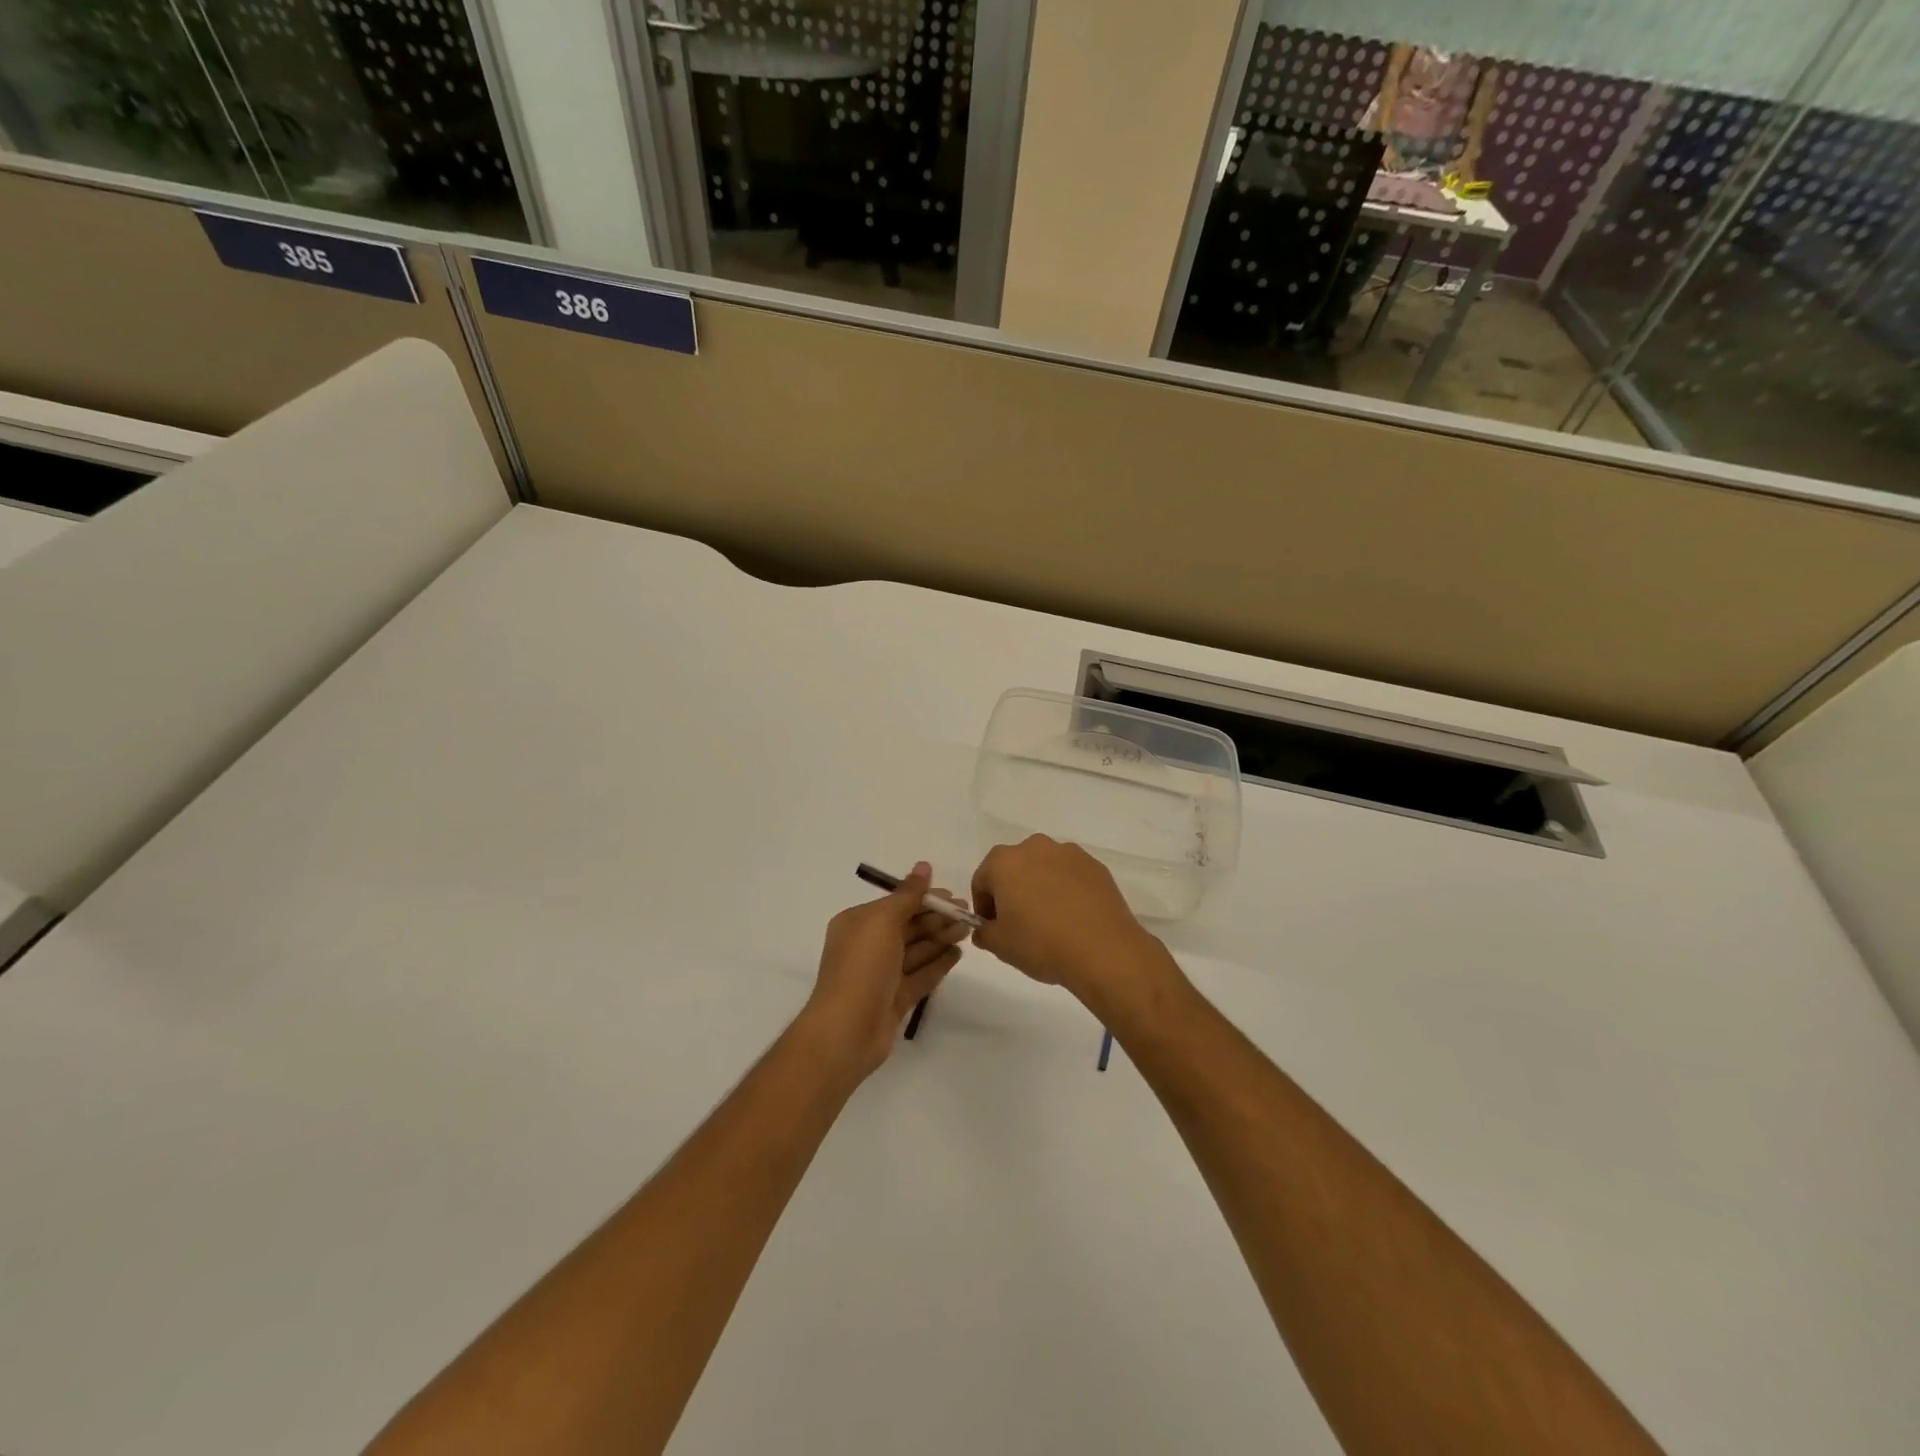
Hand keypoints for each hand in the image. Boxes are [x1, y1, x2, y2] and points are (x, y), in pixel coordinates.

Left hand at [802, 862, 966, 1078]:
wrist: (847, 1030)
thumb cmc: (862, 967)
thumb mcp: (882, 921)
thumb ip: (907, 895)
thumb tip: (924, 866)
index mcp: (858, 923)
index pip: (897, 904)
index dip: (925, 899)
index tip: (954, 896)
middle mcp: (868, 946)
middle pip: (908, 926)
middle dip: (937, 919)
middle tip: (969, 913)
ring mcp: (882, 974)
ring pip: (917, 950)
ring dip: (941, 938)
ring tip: (968, 930)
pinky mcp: (896, 999)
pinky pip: (920, 975)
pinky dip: (938, 964)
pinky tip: (958, 954)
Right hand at [969, 835, 1172, 1013]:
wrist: (1103, 950)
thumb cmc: (1041, 944)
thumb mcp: (1000, 946)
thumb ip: (984, 933)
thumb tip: (984, 929)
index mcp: (1005, 862)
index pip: (982, 880)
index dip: (983, 905)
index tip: (992, 928)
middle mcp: (1035, 847)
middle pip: (1013, 868)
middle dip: (1011, 891)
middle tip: (1018, 923)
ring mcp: (1069, 853)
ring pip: (1044, 868)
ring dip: (1040, 887)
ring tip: (1050, 921)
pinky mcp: (1095, 866)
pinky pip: (1070, 875)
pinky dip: (1066, 890)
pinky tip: (1073, 917)